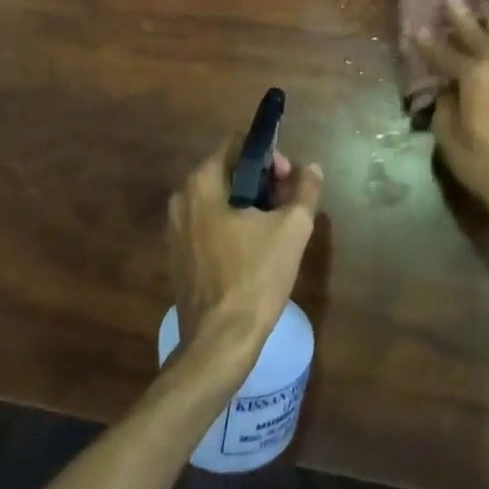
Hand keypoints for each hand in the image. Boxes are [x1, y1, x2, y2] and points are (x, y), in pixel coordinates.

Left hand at [168, 138, 322, 363]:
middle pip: (230, 171)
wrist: (219, 343)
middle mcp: (182, 198)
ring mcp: (176, 228)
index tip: (289, 181)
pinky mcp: (179, 255)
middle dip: (263, 182)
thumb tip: (312, 168)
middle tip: (288, 206)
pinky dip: (233, 225)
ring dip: (250, 204)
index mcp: (202, 182)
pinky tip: (255, 250)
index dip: (270, 156)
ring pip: (220, 199)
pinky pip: (209, 223)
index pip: (239, 145)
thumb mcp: (292, 229)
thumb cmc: (255, 278)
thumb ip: (305, 190)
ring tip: (277, 229)